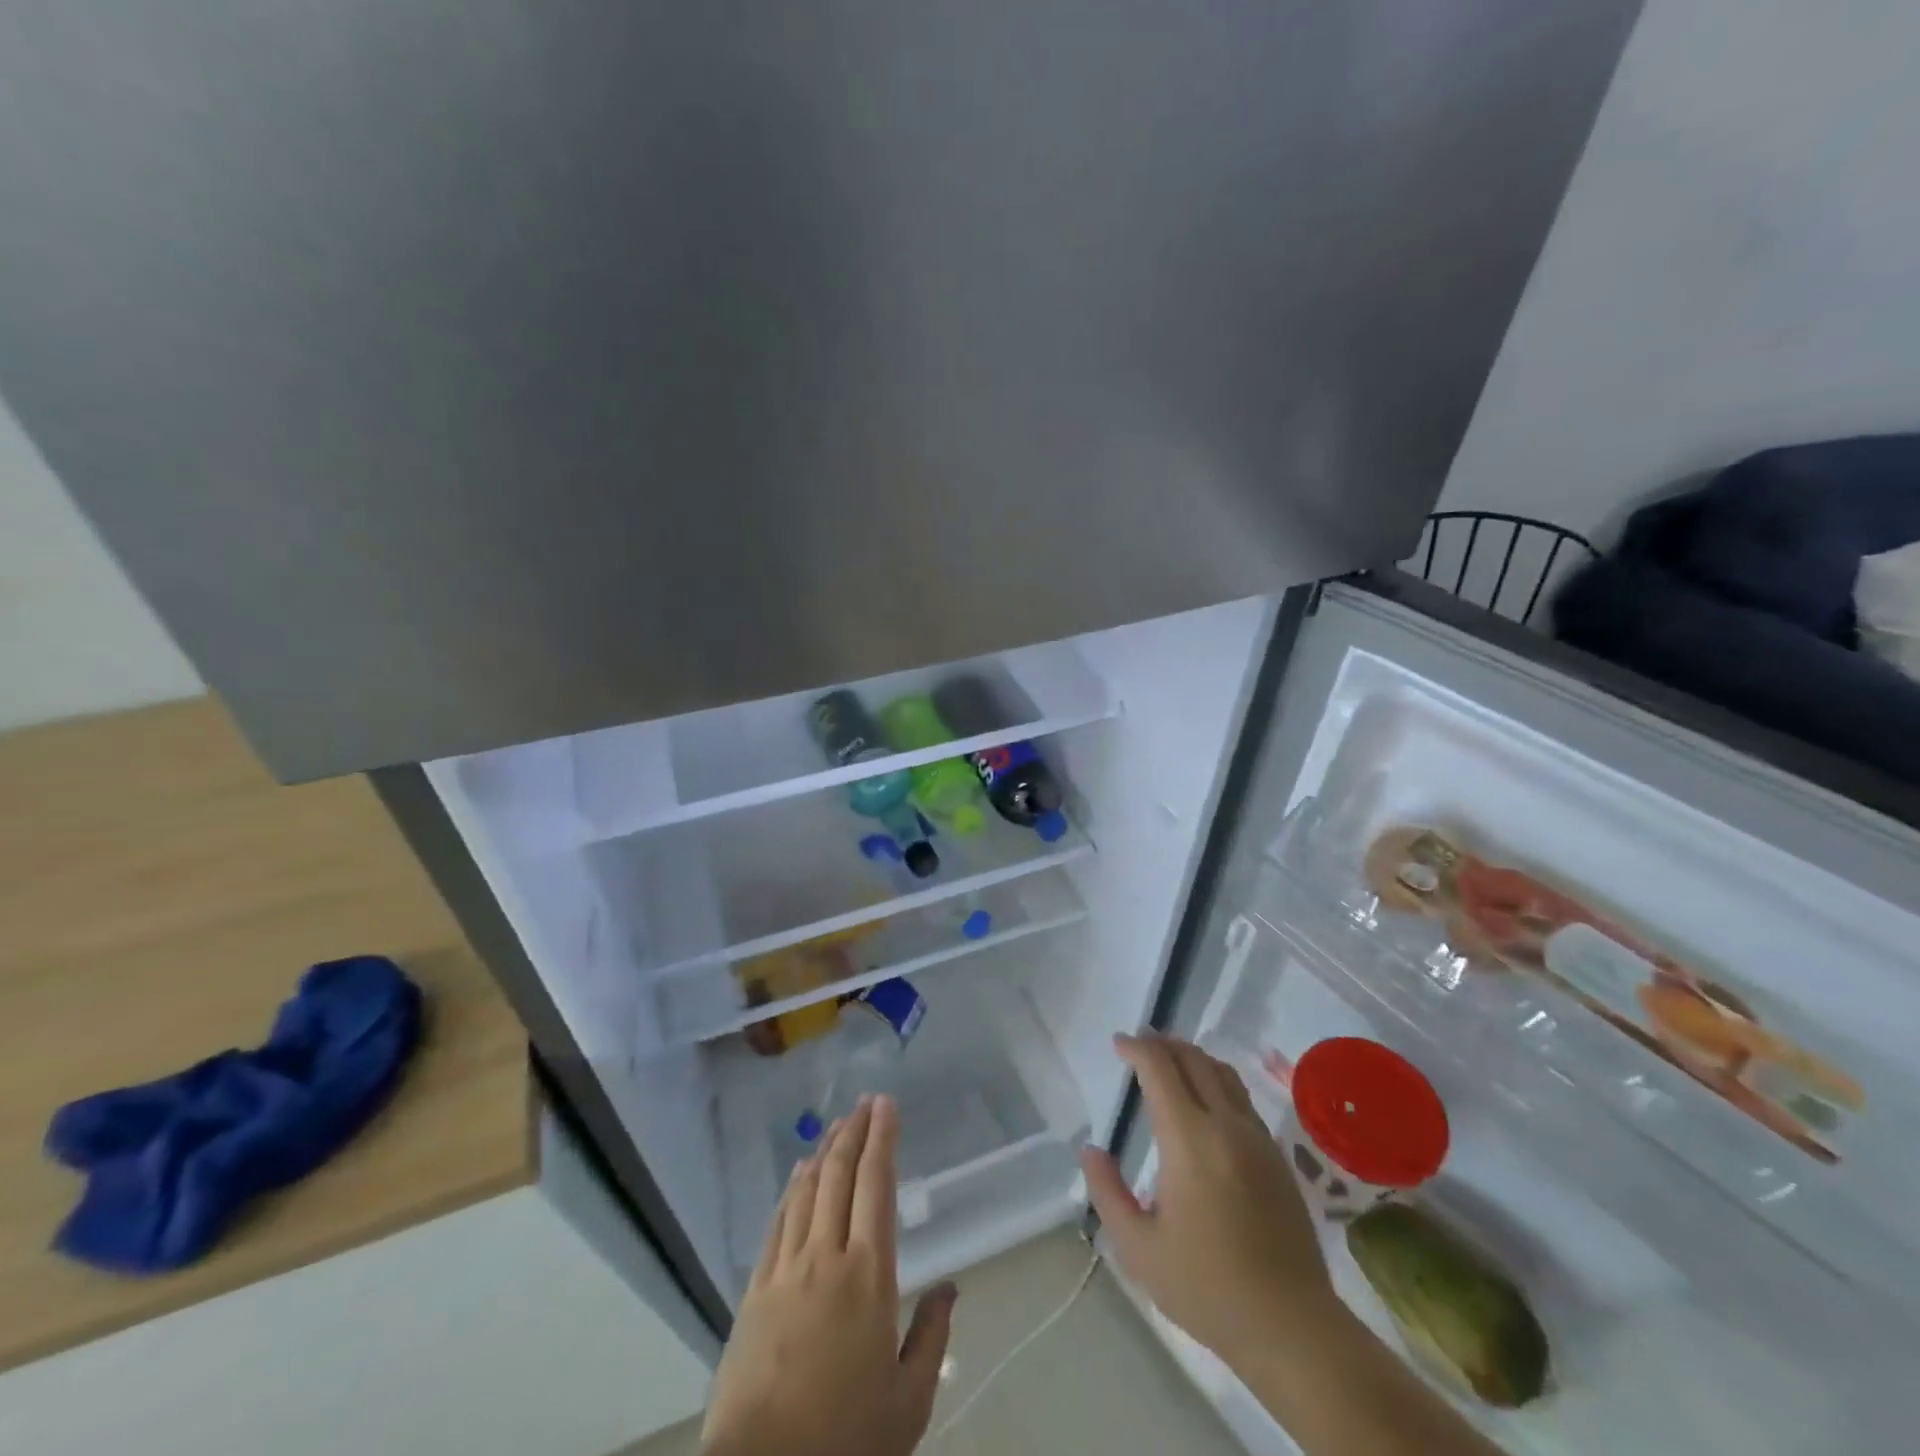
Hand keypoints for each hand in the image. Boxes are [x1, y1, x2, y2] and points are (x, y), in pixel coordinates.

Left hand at [702, 1094, 955, 1455]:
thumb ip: (931, 1336)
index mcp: (869, 1274)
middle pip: (840, 1175)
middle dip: (854, 1131)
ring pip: (807, 1191)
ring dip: (824, 1152)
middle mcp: (826, 1256)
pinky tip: (798, 1175)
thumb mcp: (908, 1401)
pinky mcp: (755, 1289)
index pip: (877, 1186)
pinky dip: (792, 1190)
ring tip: (837, 1125)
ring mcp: (785, 1269)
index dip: (883, 1139)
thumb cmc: (846, 1438)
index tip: (887, 1105)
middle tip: (865, 1102)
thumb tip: (950, 1286)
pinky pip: (778, 1222)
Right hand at [1080, 1033, 1334, 1369]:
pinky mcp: (1277, 1156)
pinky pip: (1241, 1097)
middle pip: (1194, 1060)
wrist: (1291, 1326)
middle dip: (1163, 1044)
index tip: (1119, 1044)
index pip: (1160, 1069)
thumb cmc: (1206, 1287)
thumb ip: (1107, 1191)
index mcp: (1190, 1140)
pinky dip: (1215, 1080)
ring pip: (1223, 1073)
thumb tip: (1090, 1149)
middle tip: (1140, 1044)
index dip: (1137, 1048)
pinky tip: (1205, 1099)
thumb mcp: (1138, 1248)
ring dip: (1192, 1057)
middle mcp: (1226, 1125)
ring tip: (1170, 1061)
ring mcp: (1257, 1138)